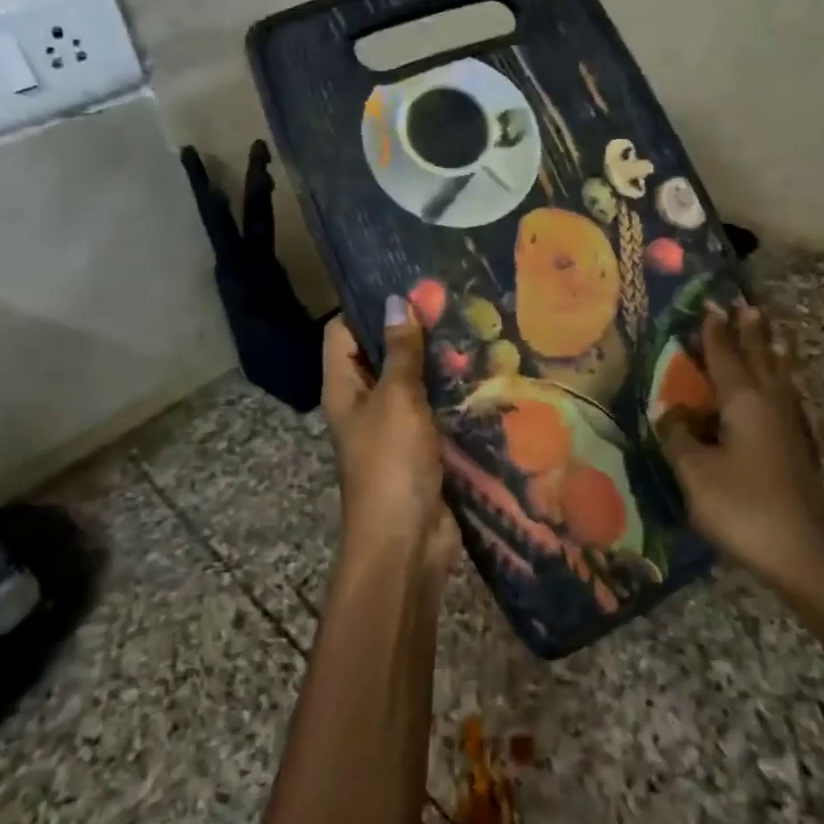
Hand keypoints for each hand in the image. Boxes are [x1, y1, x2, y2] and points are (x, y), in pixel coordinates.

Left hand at [321, 299, 457, 574]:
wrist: (406, 542)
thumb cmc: (391, 464)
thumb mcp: (396, 399)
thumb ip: (399, 352)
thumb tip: (396, 302)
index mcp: (344, 387)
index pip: (342, 332)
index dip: (366, 306)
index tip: (405, 282)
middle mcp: (364, 402)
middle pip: (379, 354)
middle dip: (409, 329)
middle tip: (450, 299)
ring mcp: (393, 426)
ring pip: (411, 381)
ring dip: (435, 360)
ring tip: (471, 325)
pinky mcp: (422, 446)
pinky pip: (434, 408)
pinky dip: (450, 391)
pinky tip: (481, 370)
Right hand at [654, 301, 823, 587]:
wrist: (806, 553)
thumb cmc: (745, 507)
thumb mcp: (696, 474)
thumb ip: (680, 439)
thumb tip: (671, 413)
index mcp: (744, 402)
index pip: (725, 357)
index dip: (714, 333)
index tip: (711, 305)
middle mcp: (770, 404)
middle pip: (760, 358)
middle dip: (750, 332)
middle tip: (747, 306)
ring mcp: (790, 427)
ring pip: (780, 377)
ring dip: (773, 351)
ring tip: (774, 333)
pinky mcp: (799, 449)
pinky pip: (787, 397)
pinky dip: (782, 380)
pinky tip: (782, 390)